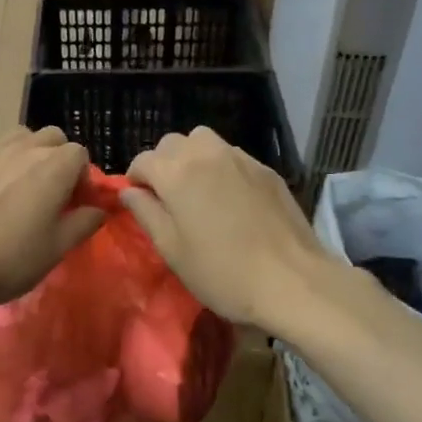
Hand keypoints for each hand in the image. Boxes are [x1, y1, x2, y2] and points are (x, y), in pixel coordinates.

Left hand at [0, 128, 104, 314]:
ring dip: (25, 156)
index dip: (82, 179)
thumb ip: (83, 224)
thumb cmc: (5, 261)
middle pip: (50, 138)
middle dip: (57, 159)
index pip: (80, 154)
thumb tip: (97, 209)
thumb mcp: (55, 251)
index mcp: (51, 168)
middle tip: (49, 195)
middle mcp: (20, 150)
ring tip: (17, 190)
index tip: (74, 206)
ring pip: (16, 139)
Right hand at [121, 128, 329, 329]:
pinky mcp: (267, 170)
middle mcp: (207, 154)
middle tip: (167, 197)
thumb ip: (146, 214)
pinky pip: (233, 156)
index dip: (135, 179)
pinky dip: (221, 167)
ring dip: (192, 159)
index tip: (140, 202)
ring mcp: (241, 158)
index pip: (143, 160)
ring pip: (204, 142)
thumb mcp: (172, 250)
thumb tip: (129, 192)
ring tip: (197, 191)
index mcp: (177, 173)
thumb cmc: (221, 272)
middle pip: (173, 142)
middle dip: (163, 163)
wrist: (291, 279)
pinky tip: (229, 199)